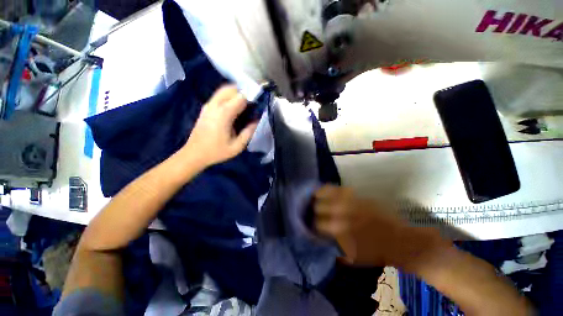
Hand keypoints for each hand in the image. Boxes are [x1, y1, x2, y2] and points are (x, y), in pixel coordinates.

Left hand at [182, 85, 257, 166]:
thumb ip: (248, 132)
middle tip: (251, 104)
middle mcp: (215, 105)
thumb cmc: (217, 151)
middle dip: (243, 92)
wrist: (194, 154)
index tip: (257, 105)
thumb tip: (256, 120)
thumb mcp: (237, 146)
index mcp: (224, 114)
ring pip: (223, 90)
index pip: (241, 97)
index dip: (251, 98)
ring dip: (235, 93)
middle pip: (231, 89)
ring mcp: (208, 105)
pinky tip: (233, 108)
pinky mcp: (205, 108)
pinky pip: (219, 96)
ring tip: (244, 105)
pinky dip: (228, 97)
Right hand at [314, 185, 446, 269]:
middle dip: (315, 210)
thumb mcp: (354, 259)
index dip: (313, 223)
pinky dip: (330, 188)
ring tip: (314, 195)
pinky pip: (339, 189)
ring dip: (318, 196)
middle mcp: (340, 214)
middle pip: (319, 207)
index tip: (313, 223)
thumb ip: (336, 251)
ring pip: (326, 194)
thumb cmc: (376, 252)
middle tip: (315, 211)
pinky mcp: (357, 196)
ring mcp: (349, 203)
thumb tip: (325, 244)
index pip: (317, 223)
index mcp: (337, 231)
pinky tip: (326, 189)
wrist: (400, 241)